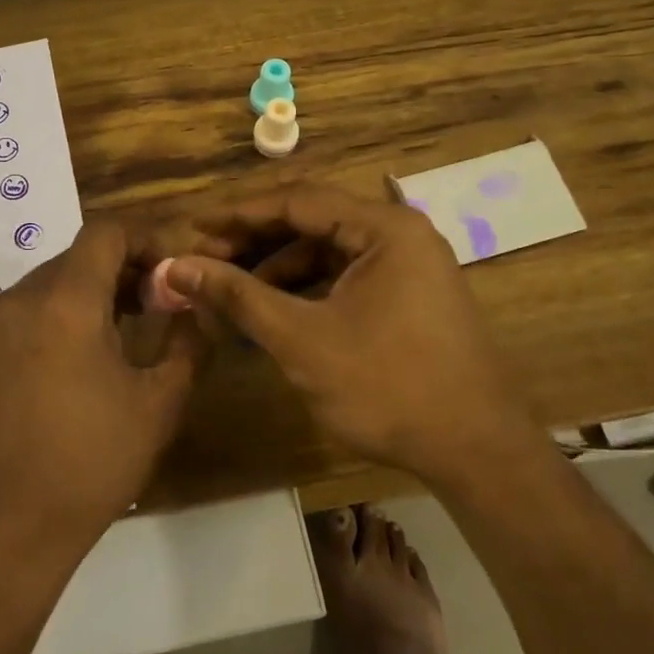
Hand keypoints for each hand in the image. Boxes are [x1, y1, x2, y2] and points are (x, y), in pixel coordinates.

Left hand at [0, 218, 200, 562]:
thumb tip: (195, 309)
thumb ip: (187, 344)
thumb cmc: (88, 465)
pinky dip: (58, 315)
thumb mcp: (158, 405)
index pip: (105, 233)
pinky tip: (78, 360)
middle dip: (121, 270)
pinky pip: (24, 312)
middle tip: (156, 305)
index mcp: (64, 303)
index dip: (144, 240)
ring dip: (89, 293)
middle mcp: (19, 300)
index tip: (171, 272)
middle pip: (77, 257)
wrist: (0, 532)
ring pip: (49, 284)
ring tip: (123, 332)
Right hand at [160, 184, 531, 480]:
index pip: (297, 201)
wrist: (476, 452)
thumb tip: (178, 266)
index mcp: (384, 228)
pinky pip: (346, 278)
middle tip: (206, 260)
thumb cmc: (387, 386)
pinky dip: (307, 290)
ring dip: (278, 268)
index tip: (194, 227)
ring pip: (328, 252)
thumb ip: (238, 296)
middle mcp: (400, 235)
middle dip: (256, 241)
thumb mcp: (301, 338)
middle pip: (313, 222)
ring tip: (231, 292)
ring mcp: (408, 267)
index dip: (240, 214)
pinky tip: (272, 312)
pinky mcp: (409, 297)